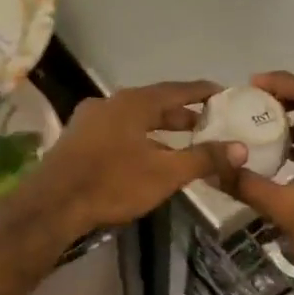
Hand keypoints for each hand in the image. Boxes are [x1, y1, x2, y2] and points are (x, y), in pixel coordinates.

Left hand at [26, 81, 244, 239]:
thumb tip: (240, 148)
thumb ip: (204, 158)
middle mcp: (111, 102)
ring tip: (182, 143)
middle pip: (154, 103)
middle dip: (182, 114)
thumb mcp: (165, 173)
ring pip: (135, 118)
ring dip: (159, 128)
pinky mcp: (78, 139)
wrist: (53, 205)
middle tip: (208, 124)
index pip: (177, 89)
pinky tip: (147, 156)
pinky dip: (139, 138)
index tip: (224, 94)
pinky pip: (118, 131)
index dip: (202, 92)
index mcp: (134, 102)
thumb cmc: (113, 183)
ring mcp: (90, 119)